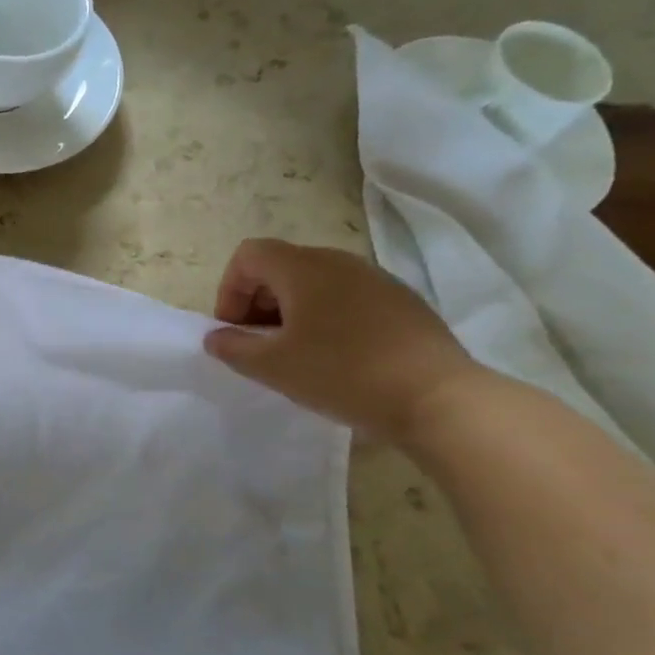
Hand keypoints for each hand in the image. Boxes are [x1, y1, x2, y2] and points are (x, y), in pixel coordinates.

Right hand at [202, 238, 485, 442]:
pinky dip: (326, 319)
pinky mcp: (402, 303)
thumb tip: (216, 337)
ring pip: (315, 283)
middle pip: (281, 267)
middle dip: (258, 302)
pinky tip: (336, 359)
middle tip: (258, 345)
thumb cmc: (342, 374)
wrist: (439, 398)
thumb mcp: (272, 366)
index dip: (229, 290)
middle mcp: (339, 262)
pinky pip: (347, 299)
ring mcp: (376, 279)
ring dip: (292, 312)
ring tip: (295, 354)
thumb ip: (233, 347)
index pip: (249, 255)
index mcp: (304, 268)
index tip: (234, 331)